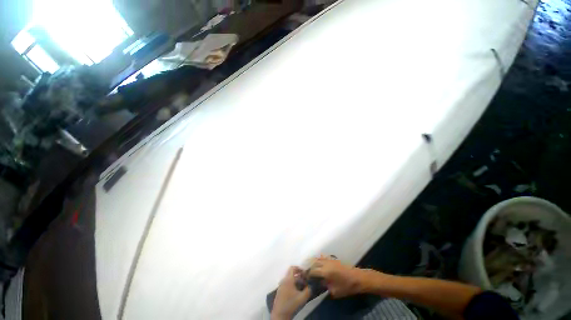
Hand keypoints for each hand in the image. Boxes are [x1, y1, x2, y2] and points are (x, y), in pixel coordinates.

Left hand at [271, 266, 310, 319]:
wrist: (280, 315)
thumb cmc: (291, 304)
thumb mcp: (303, 298)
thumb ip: (308, 290)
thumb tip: (311, 285)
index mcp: (288, 279)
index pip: (292, 268)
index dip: (299, 268)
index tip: (305, 273)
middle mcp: (283, 281)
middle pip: (291, 274)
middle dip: (299, 276)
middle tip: (305, 281)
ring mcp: (281, 286)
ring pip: (289, 279)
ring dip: (296, 281)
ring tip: (302, 287)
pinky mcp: (280, 292)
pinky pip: (287, 284)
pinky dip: (292, 285)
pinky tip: (297, 292)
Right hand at [308, 256, 369, 297]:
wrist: (357, 278)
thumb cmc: (346, 286)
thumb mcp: (334, 291)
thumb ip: (325, 286)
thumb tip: (319, 283)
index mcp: (325, 271)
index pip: (313, 271)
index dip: (308, 274)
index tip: (305, 278)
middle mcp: (325, 263)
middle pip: (314, 262)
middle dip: (309, 267)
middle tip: (306, 272)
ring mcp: (329, 260)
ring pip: (318, 258)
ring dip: (313, 262)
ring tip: (310, 267)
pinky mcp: (333, 259)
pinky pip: (323, 257)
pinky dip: (319, 259)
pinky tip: (318, 262)